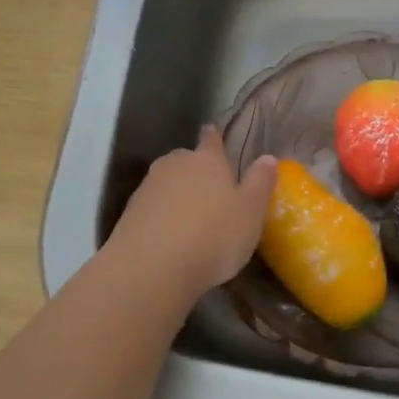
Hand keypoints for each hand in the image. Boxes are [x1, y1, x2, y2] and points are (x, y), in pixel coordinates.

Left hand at [106, 127, 277, 302]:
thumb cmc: (213, 236)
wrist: (152, 267)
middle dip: (195, 169)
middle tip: (208, 187)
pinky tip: (170, 235)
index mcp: (207, 161)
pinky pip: (152, 208)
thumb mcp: (250, 212)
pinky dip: (161, 216)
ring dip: (177, 194)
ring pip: (166, 183)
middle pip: (185, 160)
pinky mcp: (129, 214)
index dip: (213, 137)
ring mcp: (148, 189)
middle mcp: (174, 166)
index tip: (211, 132)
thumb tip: (268, 157)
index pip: (211, 140)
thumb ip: (260, 183)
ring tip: (190, 216)